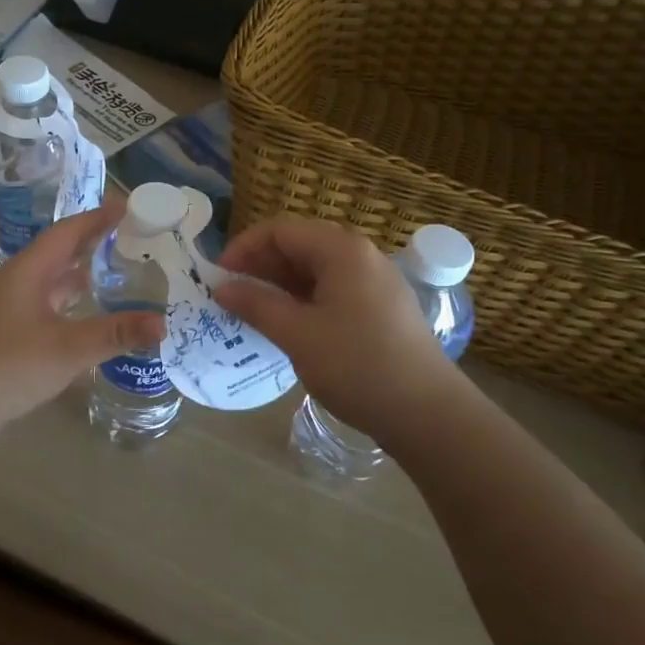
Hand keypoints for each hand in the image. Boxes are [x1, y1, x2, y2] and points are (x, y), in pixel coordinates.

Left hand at [0, 199, 164, 447]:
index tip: (127, 207)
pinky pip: (44, 304)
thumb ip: (116, 334)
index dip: (97, 218)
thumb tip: (162, 324)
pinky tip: (85, 314)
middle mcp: (14, 282)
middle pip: (57, 252)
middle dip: (91, 242)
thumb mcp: (68, 349)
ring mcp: (6, 308)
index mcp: (26, 272)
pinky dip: (68, 301)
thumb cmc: (8, 367)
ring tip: (114, 269)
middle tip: (129, 236)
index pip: (66, 232)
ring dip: (79, 272)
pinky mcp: (4, 333)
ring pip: (49, 280)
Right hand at [212, 215, 459, 443]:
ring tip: (250, 312)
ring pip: (314, 270)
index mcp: (342, 250)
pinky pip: (331, 290)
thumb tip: (221, 287)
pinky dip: (302, 300)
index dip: (243, 248)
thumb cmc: (357, 366)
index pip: (280, 230)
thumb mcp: (298, 334)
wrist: (427, 413)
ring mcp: (374, 282)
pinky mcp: (379, 307)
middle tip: (229, 296)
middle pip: (298, 246)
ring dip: (279, 285)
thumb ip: (256, 304)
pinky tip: (285, 325)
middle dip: (259, 267)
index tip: (217, 277)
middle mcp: (360, 256)